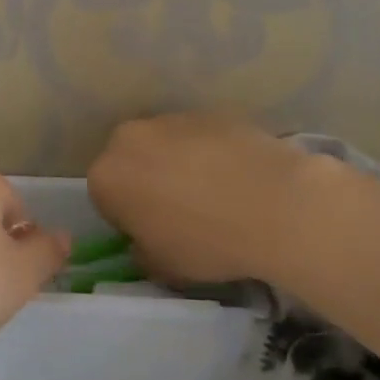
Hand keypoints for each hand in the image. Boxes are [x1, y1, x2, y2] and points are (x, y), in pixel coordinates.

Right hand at [88, 113, 354, 288]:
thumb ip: (142, 251)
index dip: (127, 219)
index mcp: (106, 176)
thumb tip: (146, 241)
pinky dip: (209, 153)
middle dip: (146, 182)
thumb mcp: (162, 268)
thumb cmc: (206, 242)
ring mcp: (172, 119)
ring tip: (214, 193)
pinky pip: (199, 137)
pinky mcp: (210, 112)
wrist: (274, 204)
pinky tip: (236, 178)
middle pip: (130, 162)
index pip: (105, 198)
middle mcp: (129, 138)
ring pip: (164, 145)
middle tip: (178, 211)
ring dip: (177, 164)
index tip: (153, 234)